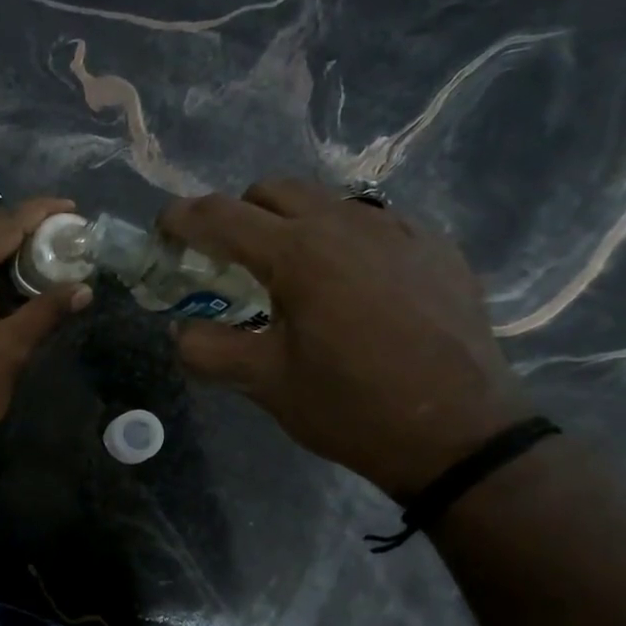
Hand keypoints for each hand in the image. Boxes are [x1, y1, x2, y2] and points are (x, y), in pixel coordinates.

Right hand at [159, 177, 529, 498]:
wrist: (462, 435)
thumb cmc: (351, 408)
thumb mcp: (263, 383)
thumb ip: (206, 348)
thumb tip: (182, 328)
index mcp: (298, 253)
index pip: (220, 215)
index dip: (181, 218)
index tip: (163, 231)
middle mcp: (347, 223)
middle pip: (271, 191)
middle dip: (236, 215)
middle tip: (227, 261)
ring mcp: (398, 229)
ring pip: (324, 201)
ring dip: (290, 225)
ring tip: (291, 276)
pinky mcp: (434, 247)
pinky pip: (372, 222)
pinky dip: (340, 240)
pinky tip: (349, 285)